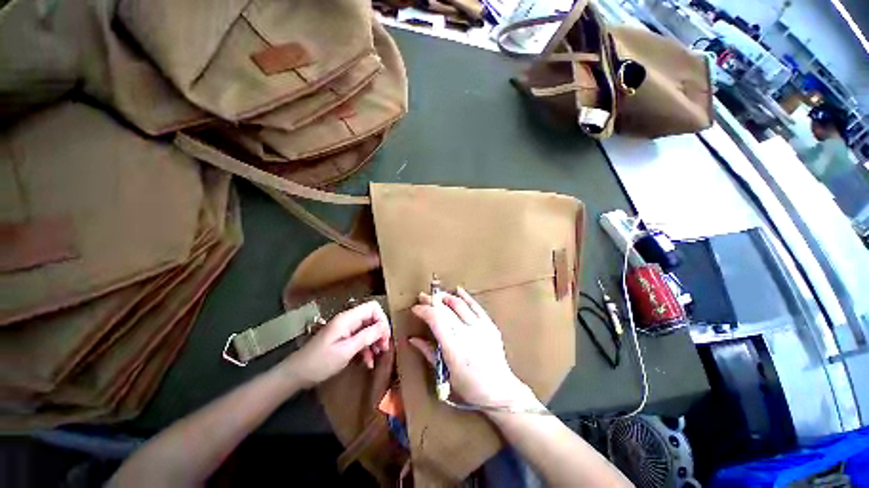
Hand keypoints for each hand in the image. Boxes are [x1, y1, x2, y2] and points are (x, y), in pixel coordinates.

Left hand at [281, 301, 390, 387]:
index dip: (382, 319)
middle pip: (372, 318)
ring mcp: (345, 329)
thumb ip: (366, 337)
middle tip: (384, 348)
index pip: (373, 307)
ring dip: (375, 341)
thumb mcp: (345, 351)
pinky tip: (368, 361)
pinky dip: (366, 347)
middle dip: (380, 331)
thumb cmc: (319, 362)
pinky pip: (360, 338)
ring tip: (378, 355)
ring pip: (368, 328)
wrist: (296, 374)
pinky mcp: (343, 338)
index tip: (385, 336)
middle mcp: (348, 320)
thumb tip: (384, 327)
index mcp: (348, 319)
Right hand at [410, 288, 534, 407]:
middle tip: (422, 297)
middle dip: (432, 301)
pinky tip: (458, 290)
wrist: (500, 390)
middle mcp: (468, 335)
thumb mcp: (445, 375)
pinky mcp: (490, 325)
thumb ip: (429, 353)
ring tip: (436, 295)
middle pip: (446, 310)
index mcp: (454, 349)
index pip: (436, 320)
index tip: (415, 308)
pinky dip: (466, 297)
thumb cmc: (469, 387)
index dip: (424, 310)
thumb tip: (412, 339)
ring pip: (460, 305)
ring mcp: (481, 328)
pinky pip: (476, 307)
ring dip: (446, 297)